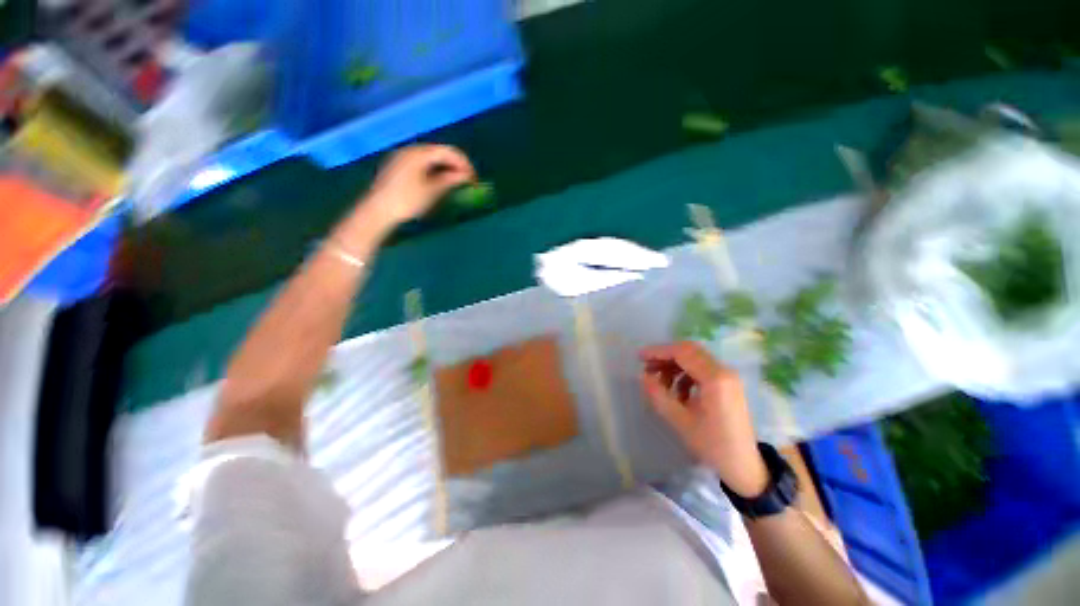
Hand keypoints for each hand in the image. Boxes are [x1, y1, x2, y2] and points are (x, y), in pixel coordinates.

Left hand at [362, 144, 475, 226]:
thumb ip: (450, 180)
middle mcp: (410, 150)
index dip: (464, 163)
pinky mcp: (398, 165)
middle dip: (455, 164)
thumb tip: (465, 175)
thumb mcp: (432, 191)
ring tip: (455, 181)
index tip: (474, 178)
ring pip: (430, 157)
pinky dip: (434, 169)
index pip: (448, 151)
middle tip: (466, 180)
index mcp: (420, 153)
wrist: (378, 210)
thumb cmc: (407, 201)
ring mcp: (402, 157)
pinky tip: (438, 181)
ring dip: (445, 167)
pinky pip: (421, 162)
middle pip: (439, 151)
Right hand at [639, 341, 768, 496]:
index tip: (639, 357)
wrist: (744, 466)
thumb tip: (643, 376)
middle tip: (648, 368)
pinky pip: (702, 368)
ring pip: (695, 358)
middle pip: (689, 351)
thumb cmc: (712, 445)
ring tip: (659, 382)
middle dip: (665, 356)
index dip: (658, 351)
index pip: (682, 352)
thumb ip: (658, 395)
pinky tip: (677, 392)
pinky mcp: (728, 383)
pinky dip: (685, 374)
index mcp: (715, 379)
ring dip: (674, 365)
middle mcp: (724, 371)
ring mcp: (728, 376)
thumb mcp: (680, 421)